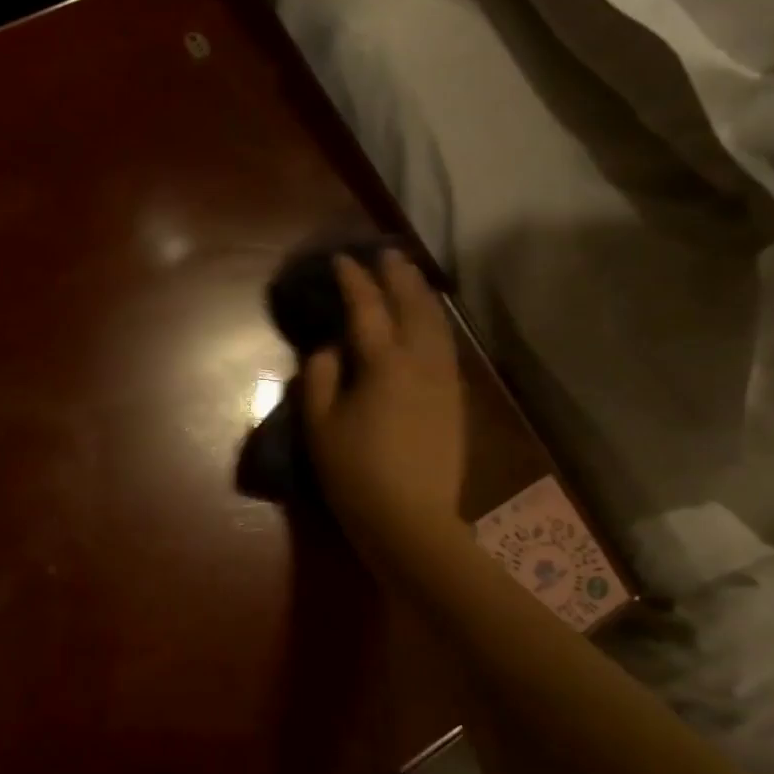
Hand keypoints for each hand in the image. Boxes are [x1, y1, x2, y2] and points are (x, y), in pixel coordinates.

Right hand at [301, 249, 467, 565]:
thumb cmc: (355, 473)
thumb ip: (320, 378)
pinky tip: (428, 322)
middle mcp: (420, 361)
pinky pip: (446, 346)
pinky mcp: (454, 399)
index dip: (353, 281)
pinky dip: (435, 323)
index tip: (341, 259)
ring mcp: (443, 380)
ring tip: (409, 277)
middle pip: (411, 306)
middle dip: (397, 276)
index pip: (367, 309)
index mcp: (383, 364)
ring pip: (436, 323)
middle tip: (385, 254)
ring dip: (421, 295)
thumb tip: (330, 349)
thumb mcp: (319, 426)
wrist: (410, 519)